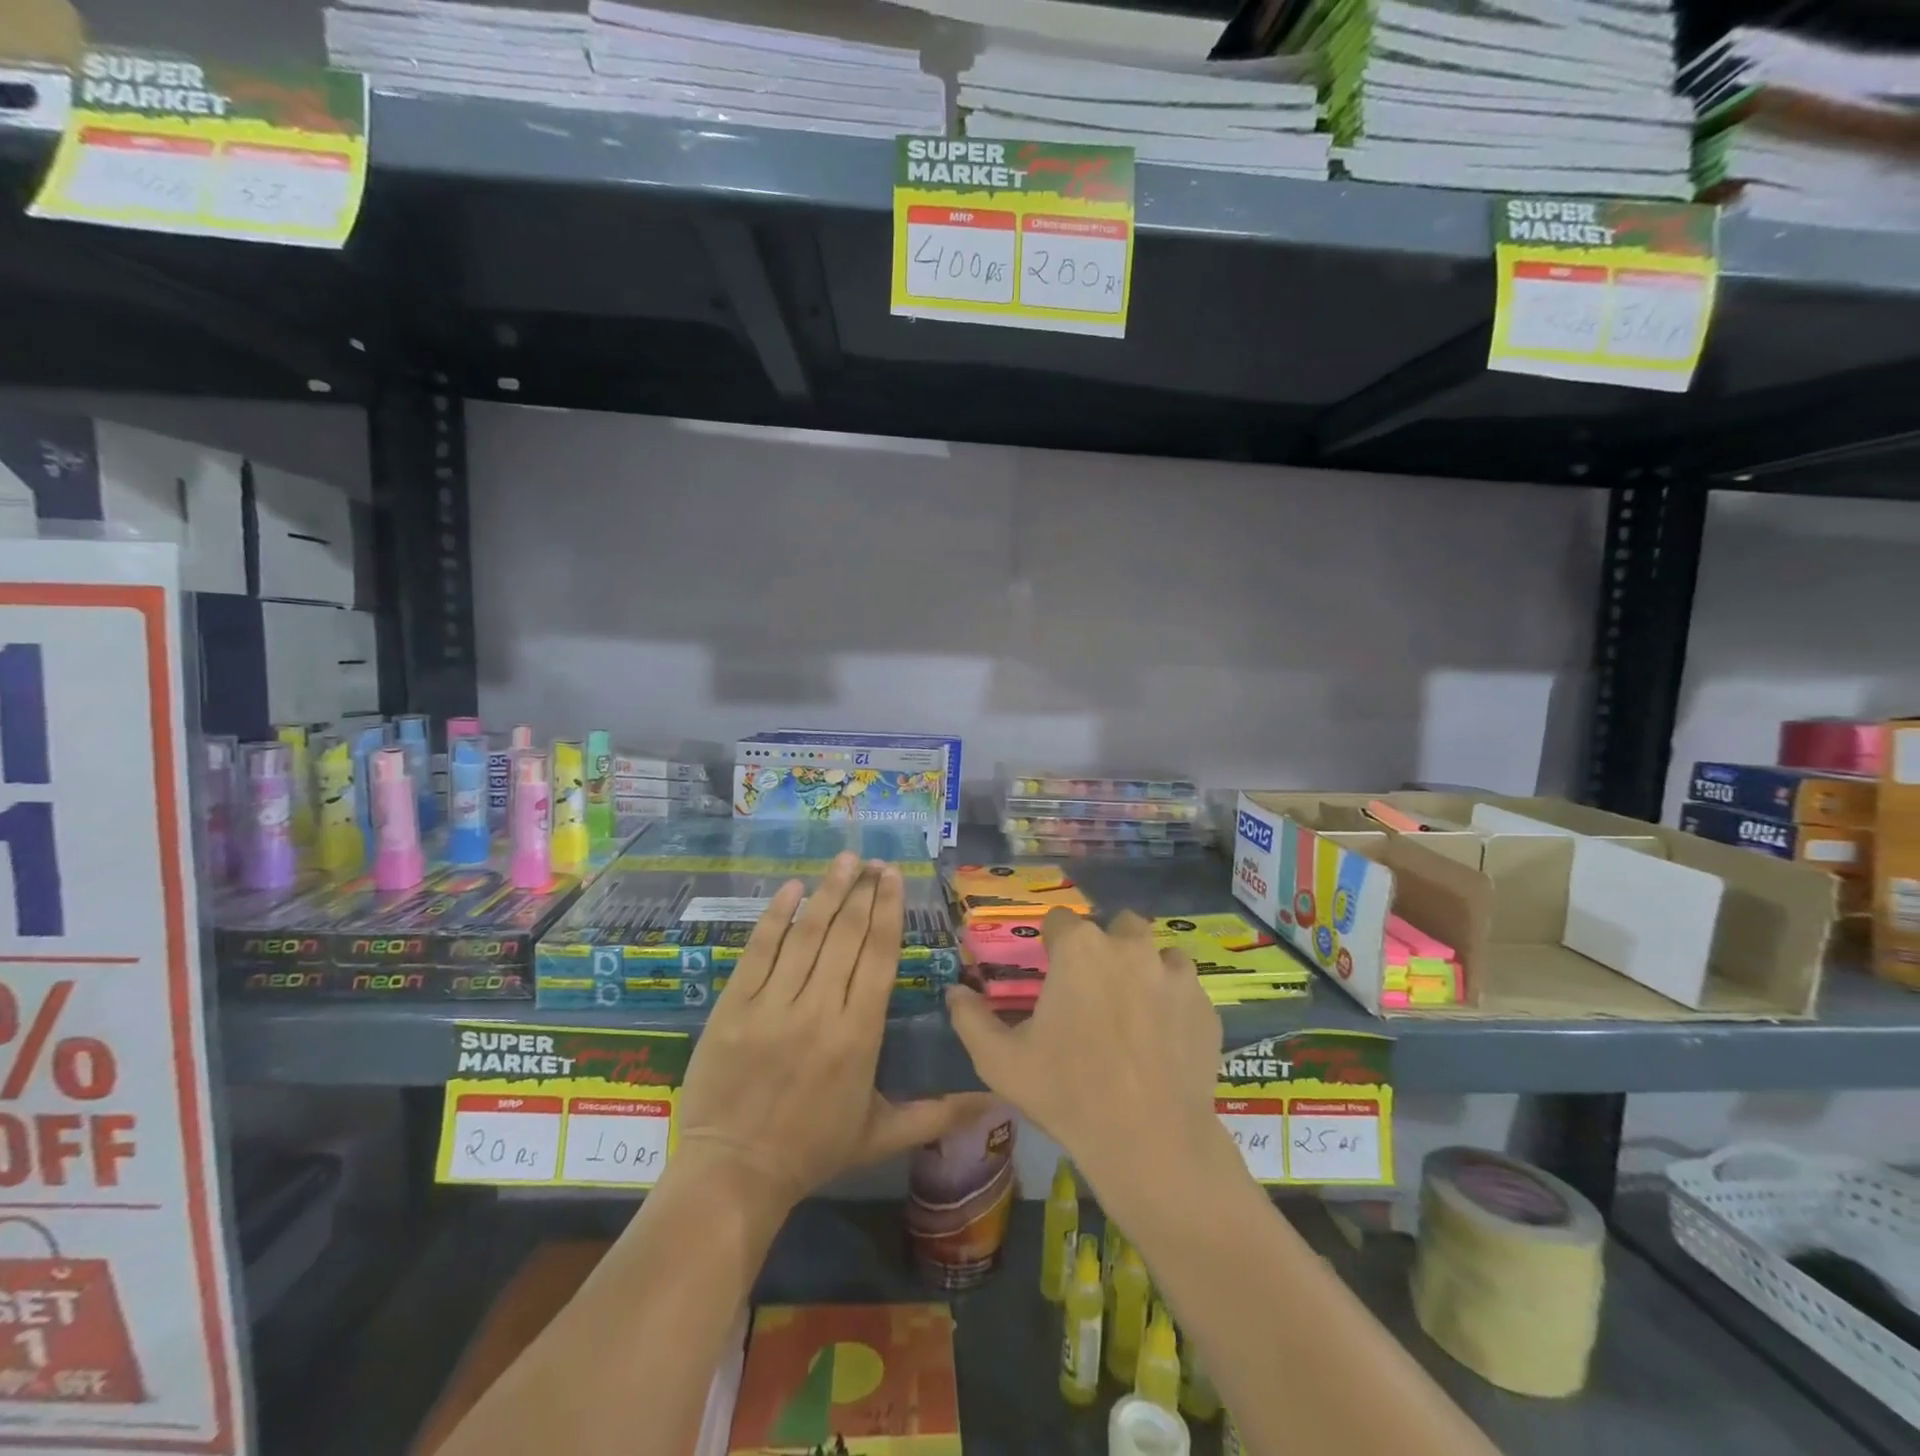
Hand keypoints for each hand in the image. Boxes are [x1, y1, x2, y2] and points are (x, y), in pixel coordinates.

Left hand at [675, 853, 994, 1212]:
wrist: (733, 1174)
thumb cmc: (813, 1151)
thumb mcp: (882, 1135)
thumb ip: (939, 1113)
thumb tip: (997, 1102)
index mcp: (858, 1035)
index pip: (877, 957)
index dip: (887, 911)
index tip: (893, 877)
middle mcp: (819, 1010)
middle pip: (846, 936)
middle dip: (862, 892)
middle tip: (874, 861)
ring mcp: (773, 1005)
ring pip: (807, 935)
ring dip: (828, 892)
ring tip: (845, 860)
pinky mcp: (734, 1006)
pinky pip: (758, 951)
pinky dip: (776, 916)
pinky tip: (792, 888)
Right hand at [947, 908, 1227, 1198]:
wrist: (1150, 1142)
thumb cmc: (1067, 1092)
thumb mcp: (1001, 1061)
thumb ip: (970, 1018)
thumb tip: (953, 992)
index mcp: (1080, 949)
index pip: (1059, 920)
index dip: (1051, 942)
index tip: (1049, 970)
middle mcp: (1130, 947)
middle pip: (1116, 926)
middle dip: (1104, 946)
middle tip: (1093, 990)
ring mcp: (1174, 975)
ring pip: (1158, 952)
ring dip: (1145, 969)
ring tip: (1133, 1011)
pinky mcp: (1205, 1006)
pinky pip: (1185, 989)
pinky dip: (1173, 1002)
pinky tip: (1163, 1039)